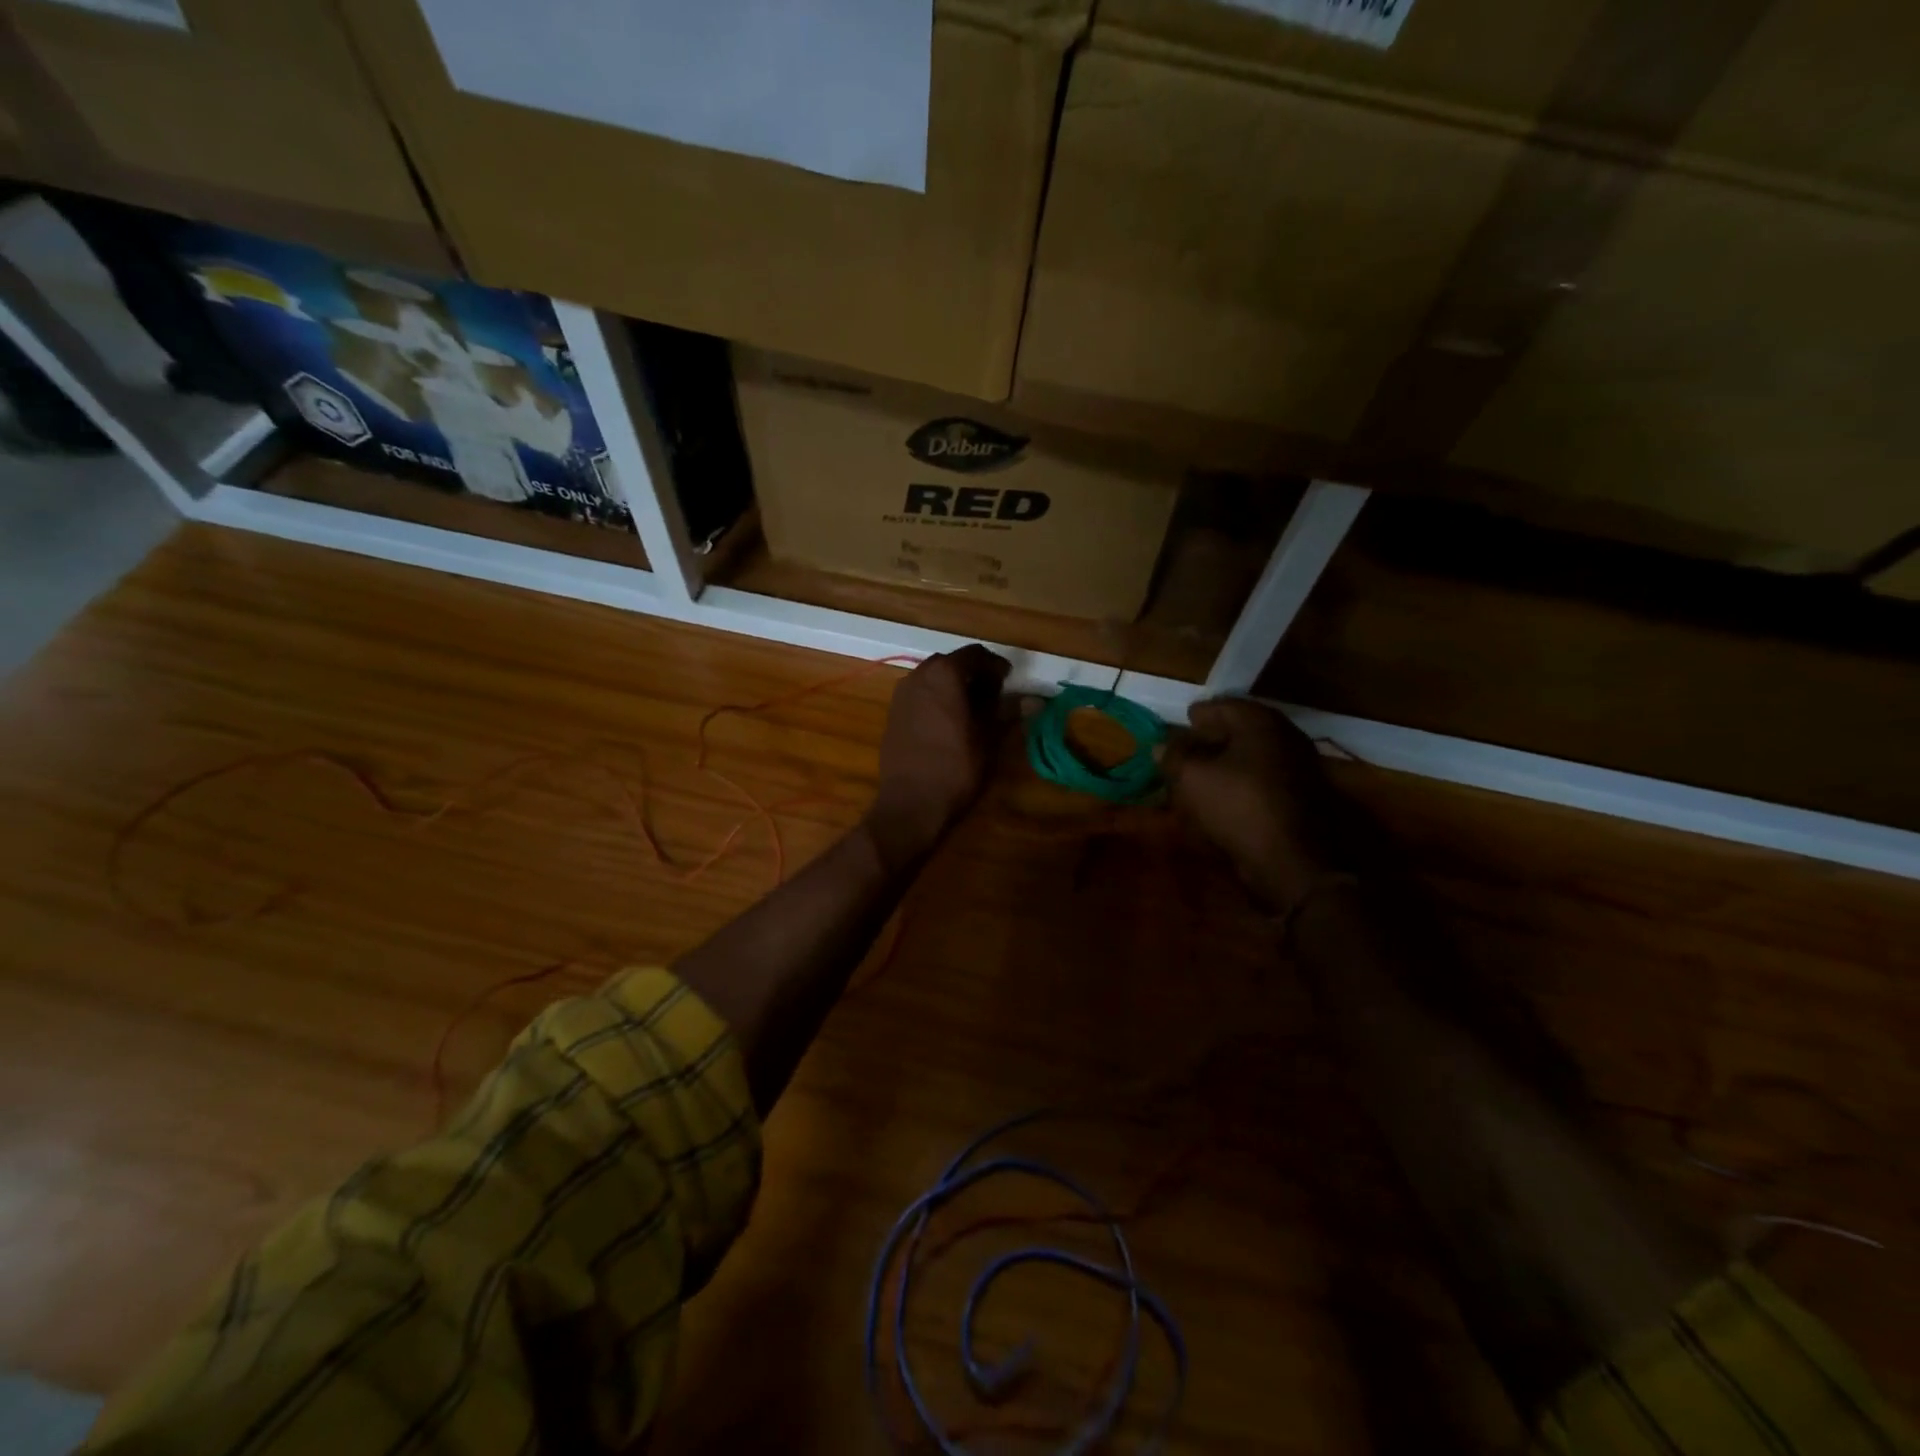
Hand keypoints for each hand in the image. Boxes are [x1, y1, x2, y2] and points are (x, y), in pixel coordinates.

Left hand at [866, 645, 1010, 868]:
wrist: (910, 803)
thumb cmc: (956, 767)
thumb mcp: (989, 738)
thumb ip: (1008, 712)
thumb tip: (1034, 700)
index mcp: (945, 674)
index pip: (976, 654)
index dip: (996, 665)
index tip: (1009, 682)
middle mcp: (919, 675)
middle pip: (952, 662)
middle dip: (974, 674)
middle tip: (994, 695)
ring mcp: (901, 694)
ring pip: (933, 677)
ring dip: (954, 686)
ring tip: (972, 710)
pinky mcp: (893, 713)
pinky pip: (920, 694)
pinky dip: (937, 699)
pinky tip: (948, 722)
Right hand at [1162, 698, 1352, 910]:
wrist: (1292, 860)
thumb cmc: (1239, 806)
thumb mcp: (1192, 778)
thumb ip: (1174, 755)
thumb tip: (1162, 745)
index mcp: (1260, 722)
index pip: (1224, 705)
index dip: (1199, 714)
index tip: (1183, 720)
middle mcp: (1285, 737)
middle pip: (1242, 728)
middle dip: (1213, 736)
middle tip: (1188, 745)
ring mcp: (1298, 767)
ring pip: (1253, 754)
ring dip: (1227, 760)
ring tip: (1201, 772)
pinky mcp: (1301, 796)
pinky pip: (1263, 777)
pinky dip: (1241, 779)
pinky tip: (1223, 793)